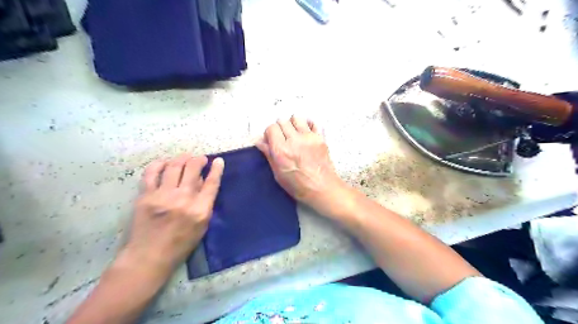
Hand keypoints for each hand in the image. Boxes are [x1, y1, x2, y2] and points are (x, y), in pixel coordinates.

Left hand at [123, 154, 224, 275]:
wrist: (149, 256)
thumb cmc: (181, 244)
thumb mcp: (202, 226)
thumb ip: (204, 202)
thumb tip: (202, 181)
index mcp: (200, 209)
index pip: (212, 183)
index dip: (217, 169)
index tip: (218, 160)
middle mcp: (183, 199)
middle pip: (193, 169)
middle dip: (199, 159)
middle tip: (200, 158)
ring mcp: (162, 196)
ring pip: (174, 167)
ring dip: (182, 158)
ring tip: (186, 157)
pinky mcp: (145, 196)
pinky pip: (151, 173)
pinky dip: (159, 164)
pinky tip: (164, 162)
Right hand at [257, 116, 346, 214]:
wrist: (322, 189)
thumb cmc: (298, 186)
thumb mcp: (278, 174)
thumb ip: (269, 154)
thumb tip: (259, 141)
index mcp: (281, 151)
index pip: (271, 128)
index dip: (269, 133)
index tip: (272, 140)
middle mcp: (294, 140)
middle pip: (282, 121)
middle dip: (280, 128)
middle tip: (283, 138)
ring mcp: (309, 137)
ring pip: (296, 118)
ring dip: (293, 124)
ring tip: (294, 134)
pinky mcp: (320, 138)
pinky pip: (313, 122)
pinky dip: (307, 125)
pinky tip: (306, 133)